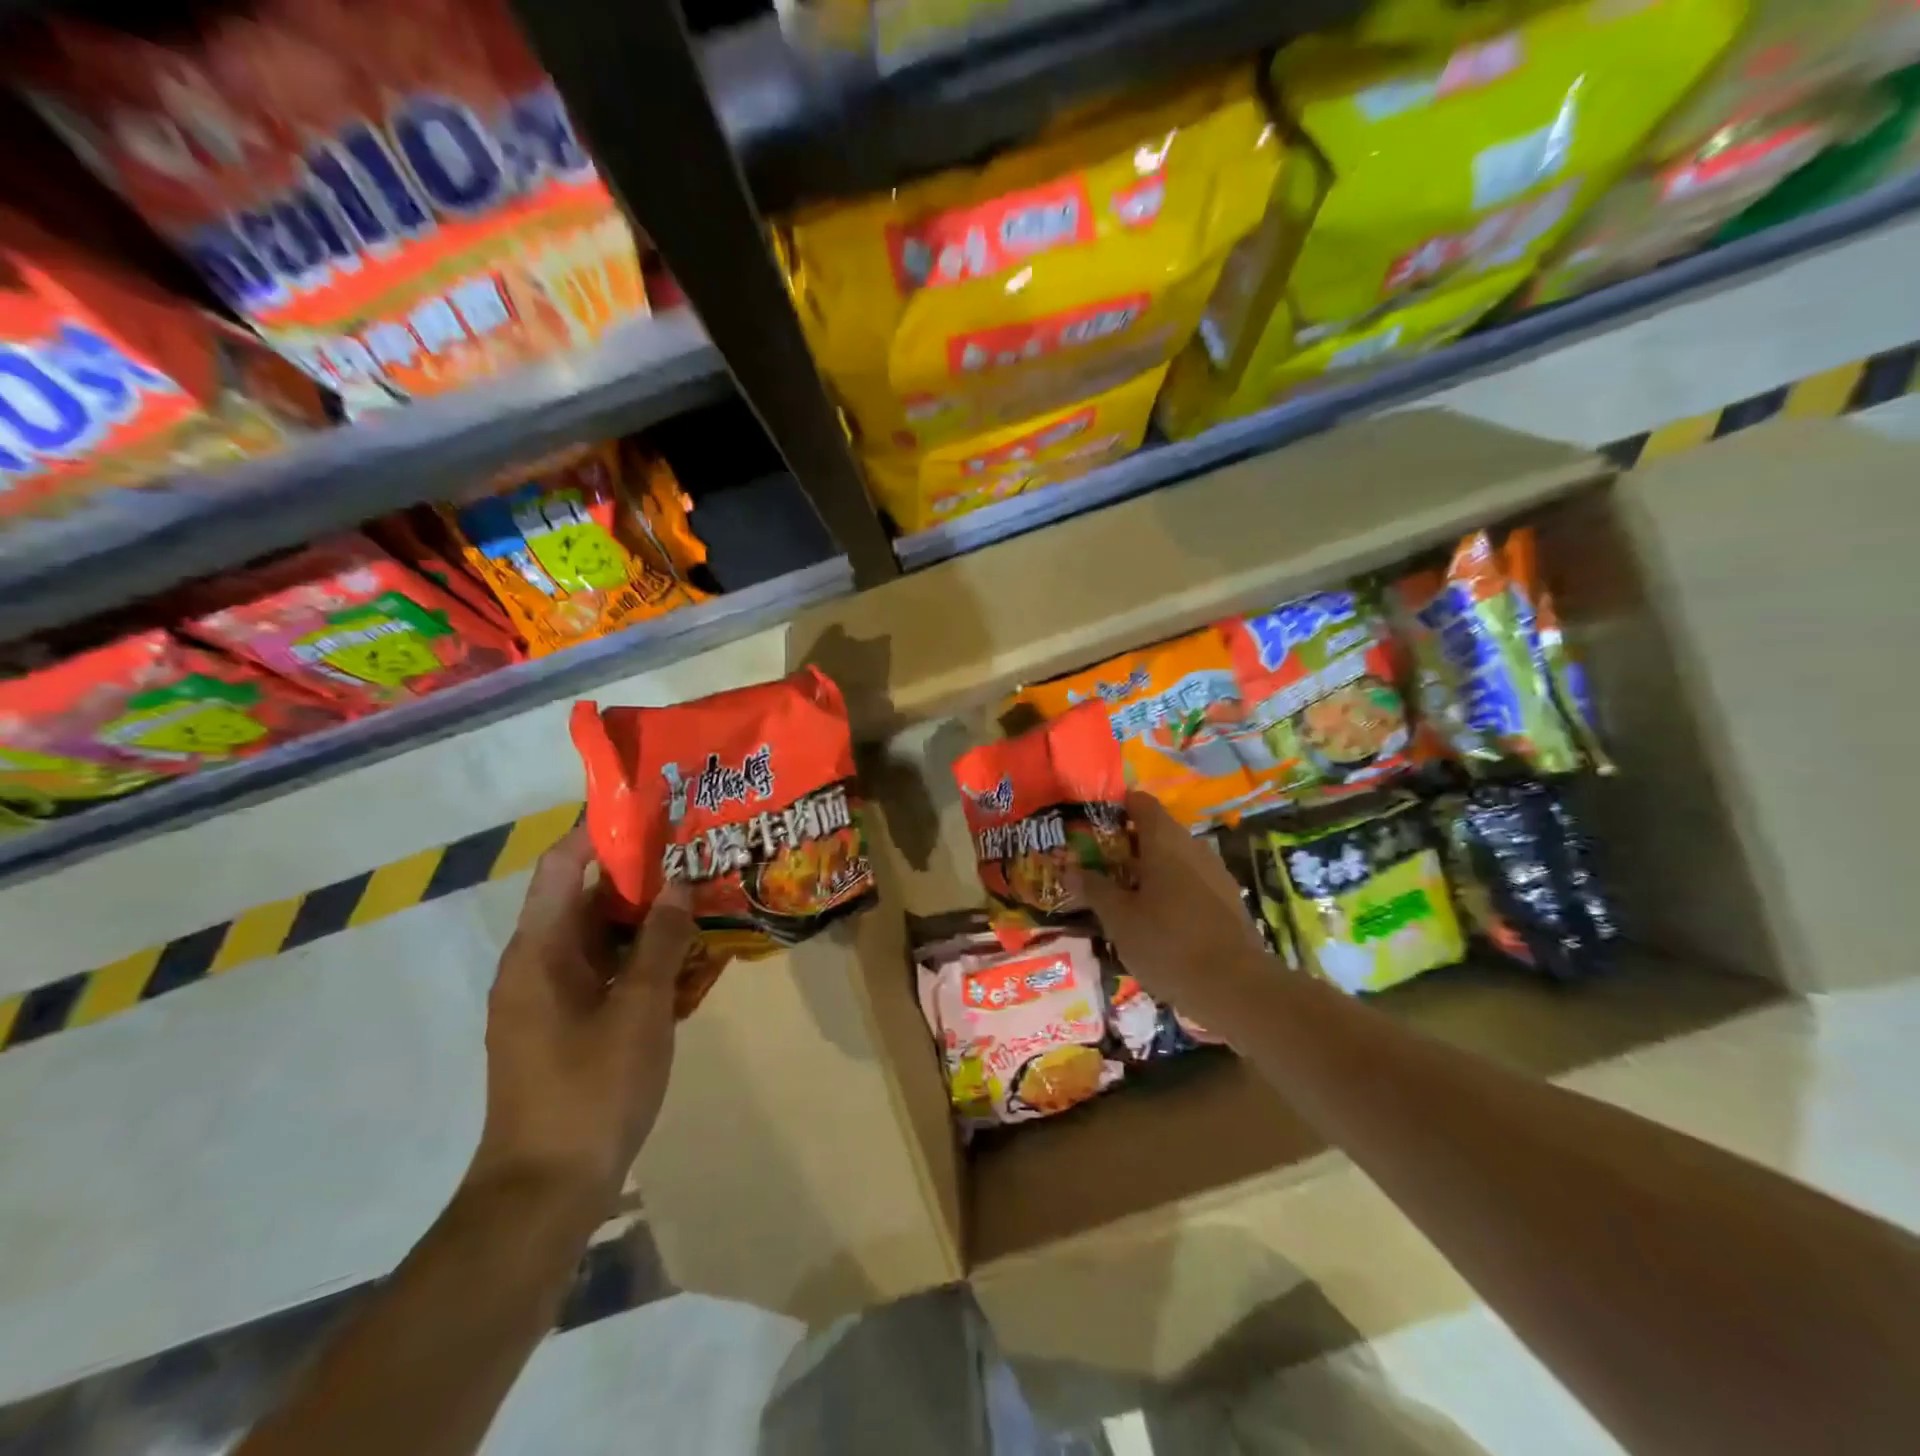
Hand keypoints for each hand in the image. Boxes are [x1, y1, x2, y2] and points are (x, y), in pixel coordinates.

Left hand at [467, 826, 693, 1213]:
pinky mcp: (566, 1024)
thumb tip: (678, 880)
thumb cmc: (590, 1092)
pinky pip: (606, 971)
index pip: (565, 864)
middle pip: (587, 896)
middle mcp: (536, 964)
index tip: (655, 808)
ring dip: (647, 917)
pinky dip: (642, 957)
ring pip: (601, 936)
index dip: (603, 829)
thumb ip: (662, 942)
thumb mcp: (640, 1010)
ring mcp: (549, 997)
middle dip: (641, 872)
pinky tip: (688, 959)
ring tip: (702, 895)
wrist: (544, 1194)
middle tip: (696, 851)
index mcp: (539, 951)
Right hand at [1072, 790, 1270, 1034]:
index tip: (1092, 822)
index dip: (1116, 806)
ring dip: (1149, 869)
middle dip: (1128, 843)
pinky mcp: (1228, 901)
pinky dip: (1170, 889)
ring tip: (1122, 893)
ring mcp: (1216, 873)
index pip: (1140, 802)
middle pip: (1157, 831)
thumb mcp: (1119, 919)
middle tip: (1098, 862)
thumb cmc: (1168, 943)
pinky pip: (1191, 882)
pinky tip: (1155, 917)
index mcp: (1165, 840)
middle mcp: (1193, 847)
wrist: (1237, 988)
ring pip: (1175, 858)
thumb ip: (1094, 889)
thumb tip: (1069, 868)